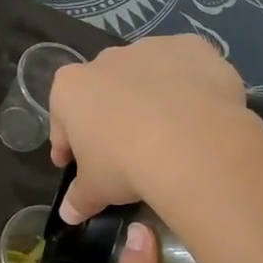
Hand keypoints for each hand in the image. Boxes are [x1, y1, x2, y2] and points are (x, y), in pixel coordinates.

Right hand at [47, 34, 251, 223]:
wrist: (191, 142)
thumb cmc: (125, 164)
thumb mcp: (96, 189)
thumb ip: (79, 198)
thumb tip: (68, 214)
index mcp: (71, 87)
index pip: (62, 120)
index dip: (67, 145)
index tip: (74, 164)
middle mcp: (106, 59)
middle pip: (103, 92)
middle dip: (110, 116)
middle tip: (124, 151)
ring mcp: (151, 48)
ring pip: (146, 76)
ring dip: (151, 98)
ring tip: (169, 134)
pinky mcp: (193, 48)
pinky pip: (187, 69)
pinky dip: (191, 86)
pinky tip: (200, 114)